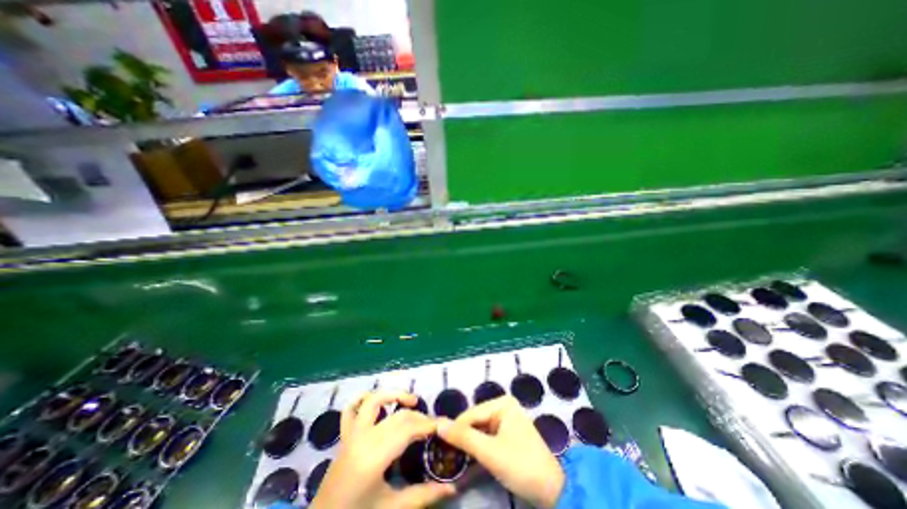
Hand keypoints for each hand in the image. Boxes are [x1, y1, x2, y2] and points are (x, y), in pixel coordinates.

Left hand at [310, 394, 452, 507]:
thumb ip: (423, 496)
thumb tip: (453, 488)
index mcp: (374, 457)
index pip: (407, 429)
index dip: (427, 425)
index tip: (443, 426)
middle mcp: (363, 438)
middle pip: (398, 416)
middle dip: (419, 416)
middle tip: (432, 425)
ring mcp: (351, 434)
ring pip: (375, 400)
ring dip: (394, 395)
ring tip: (411, 401)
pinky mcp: (344, 435)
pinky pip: (351, 408)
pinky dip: (364, 398)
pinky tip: (379, 401)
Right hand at [437, 398, 560, 508]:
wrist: (552, 491)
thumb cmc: (521, 465)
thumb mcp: (489, 452)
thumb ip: (463, 438)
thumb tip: (438, 424)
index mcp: (502, 403)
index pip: (471, 414)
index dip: (455, 429)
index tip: (438, 445)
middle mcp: (504, 406)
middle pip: (475, 421)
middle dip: (462, 438)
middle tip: (446, 455)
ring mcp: (506, 420)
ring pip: (479, 430)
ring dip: (469, 445)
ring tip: (454, 459)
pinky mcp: (507, 434)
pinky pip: (487, 437)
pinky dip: (478, 449)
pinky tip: (468, 460)